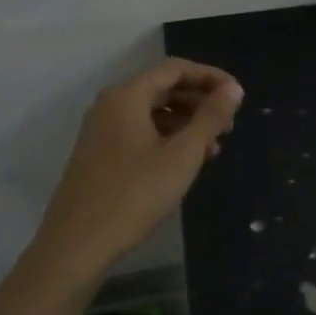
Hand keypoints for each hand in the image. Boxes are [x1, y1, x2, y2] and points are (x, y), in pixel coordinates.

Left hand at [33, 58, 243, 278]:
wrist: (76, 245)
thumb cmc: (134, 195)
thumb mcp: (182, 155)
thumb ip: (210, 118)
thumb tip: (233, 89)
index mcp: (127, 96)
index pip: (175, 69)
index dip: (210, 77)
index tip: (238, 95)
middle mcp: (111, 105)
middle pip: (163, 88)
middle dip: (199, 101)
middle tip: (230, 123)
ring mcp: (102, 130)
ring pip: (152, 112)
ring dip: (186, 122)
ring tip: (214, 147)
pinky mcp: (100, 154)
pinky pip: (140, 131)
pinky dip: (167, 138)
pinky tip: (186, 162)